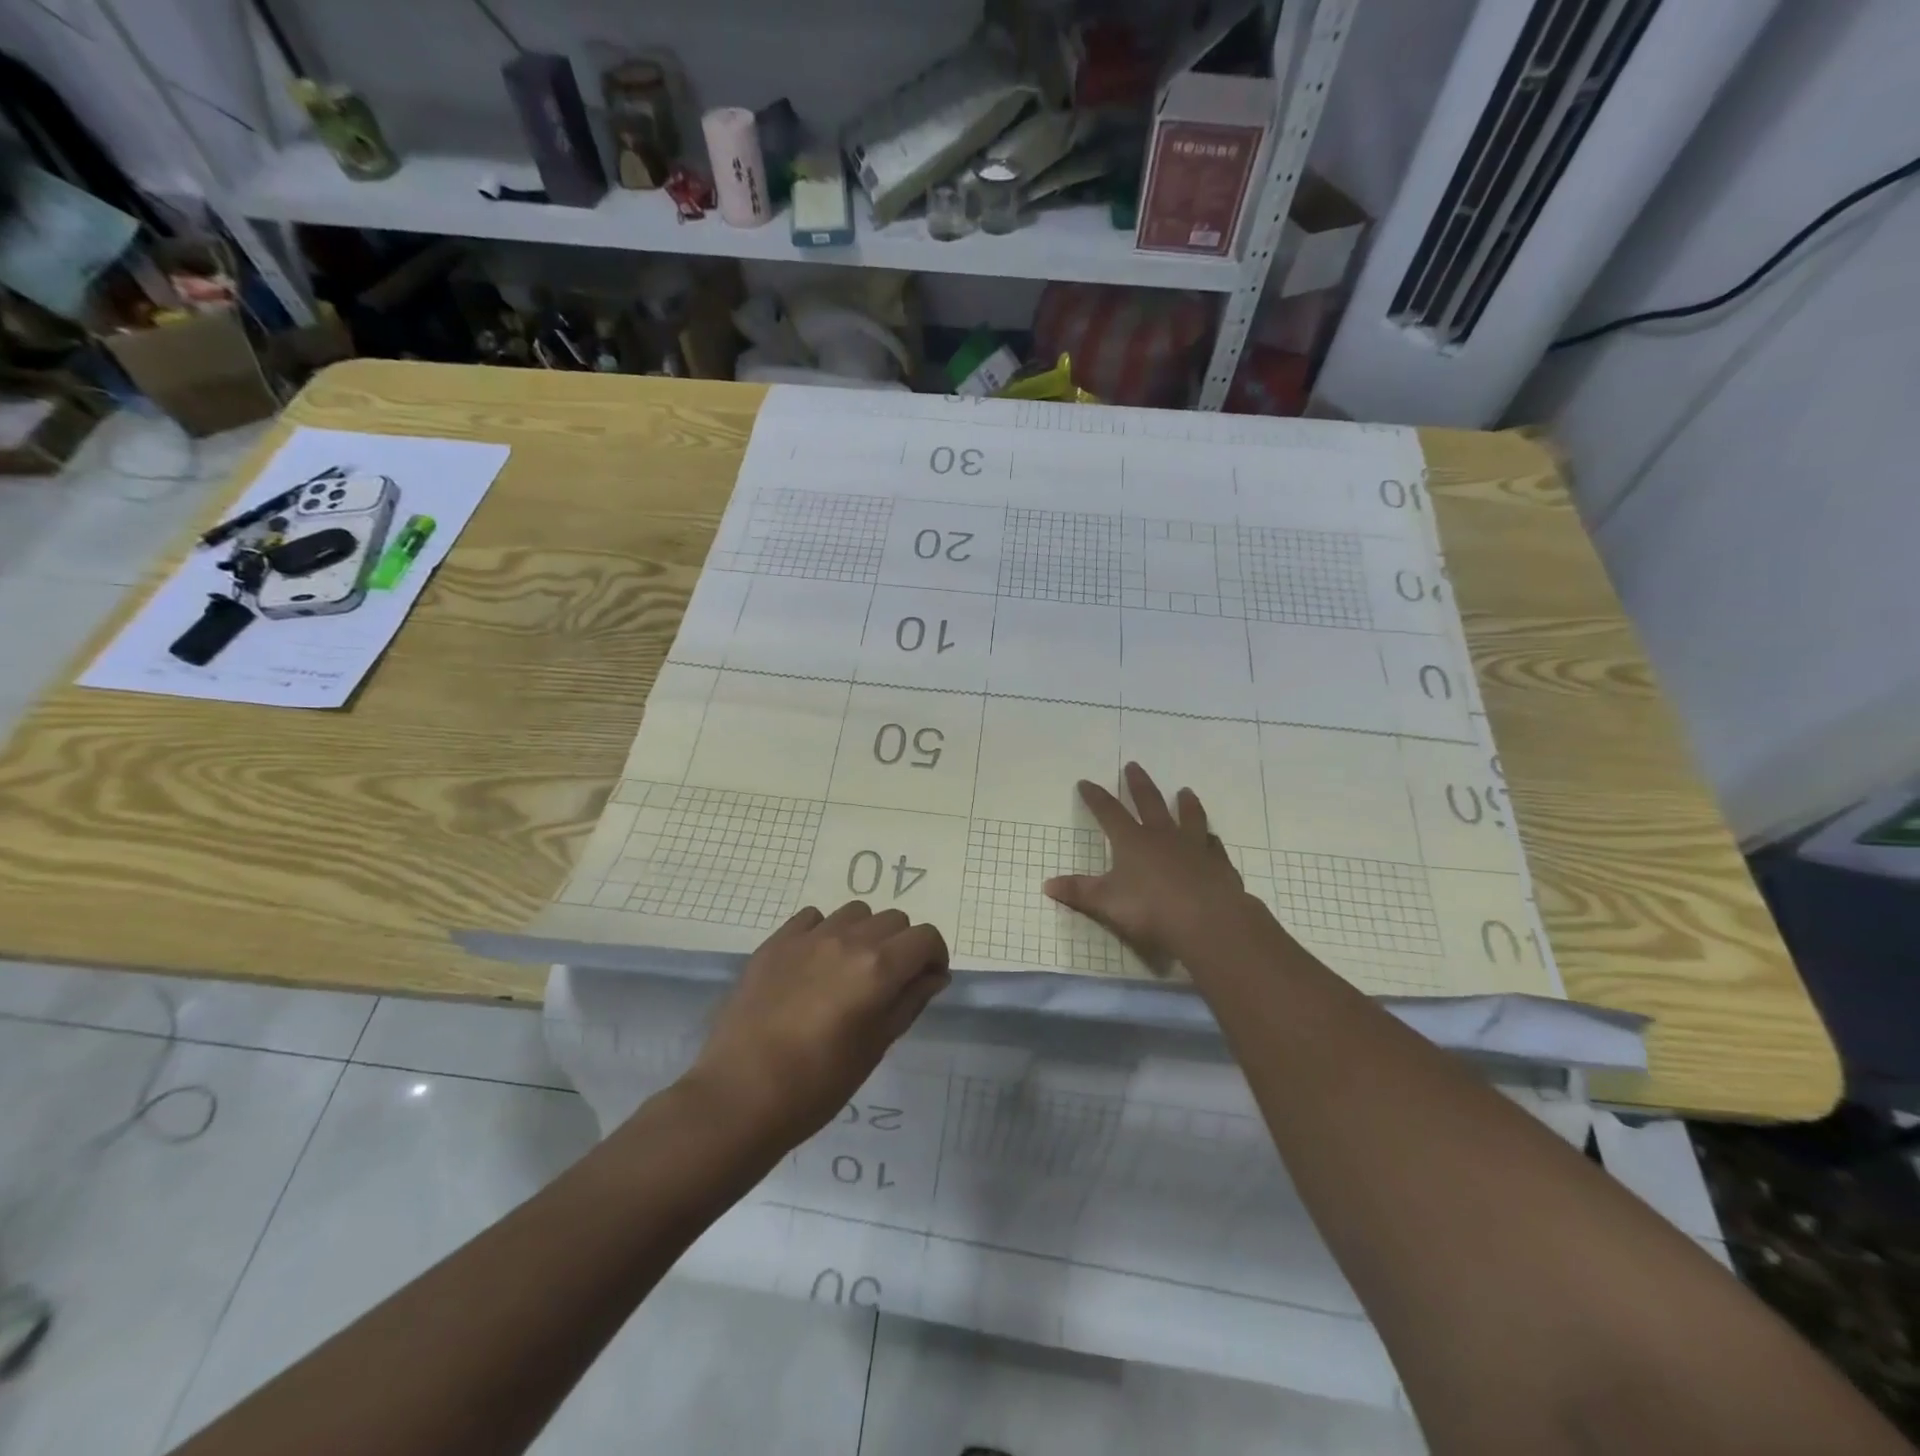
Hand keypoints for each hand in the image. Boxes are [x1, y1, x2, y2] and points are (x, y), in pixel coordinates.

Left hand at [688, 902, 949, 1146]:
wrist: (740, 1095)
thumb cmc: (818, 1084)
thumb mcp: (876, 1047)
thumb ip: (910, 1002)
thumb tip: (934, 976)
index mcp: (879, 968)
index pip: (926, 938)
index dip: (934, 957)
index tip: (927, 980)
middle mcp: (848, 940)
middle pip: (894, 920)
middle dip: (902, 945)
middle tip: (889, 981)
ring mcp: (808, 937)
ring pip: (856, 912)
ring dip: (865, 933)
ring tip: (851, 969)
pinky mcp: (776, 941)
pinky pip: (813, 918)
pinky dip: (826, 931)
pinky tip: (816, 963)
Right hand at [1044, 762, 1267, 971]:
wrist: (1208, 922)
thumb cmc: (1151, 910)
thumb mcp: (1106, 903)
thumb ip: (1079, 892)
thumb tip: (1047, 885)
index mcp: (1133, 841)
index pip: (1109, 812)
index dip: (1095, 797)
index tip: (1085, 782)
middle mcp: (1163, 837)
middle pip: (1149, 802)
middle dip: (1138, 784)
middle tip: (1133, 765)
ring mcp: (1194, 847)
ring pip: (1189, 816)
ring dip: (1185, 803)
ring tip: (1184, 791)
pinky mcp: (1218, 864)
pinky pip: (1213, 845)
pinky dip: (1210, 839)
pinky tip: (1211, 838)